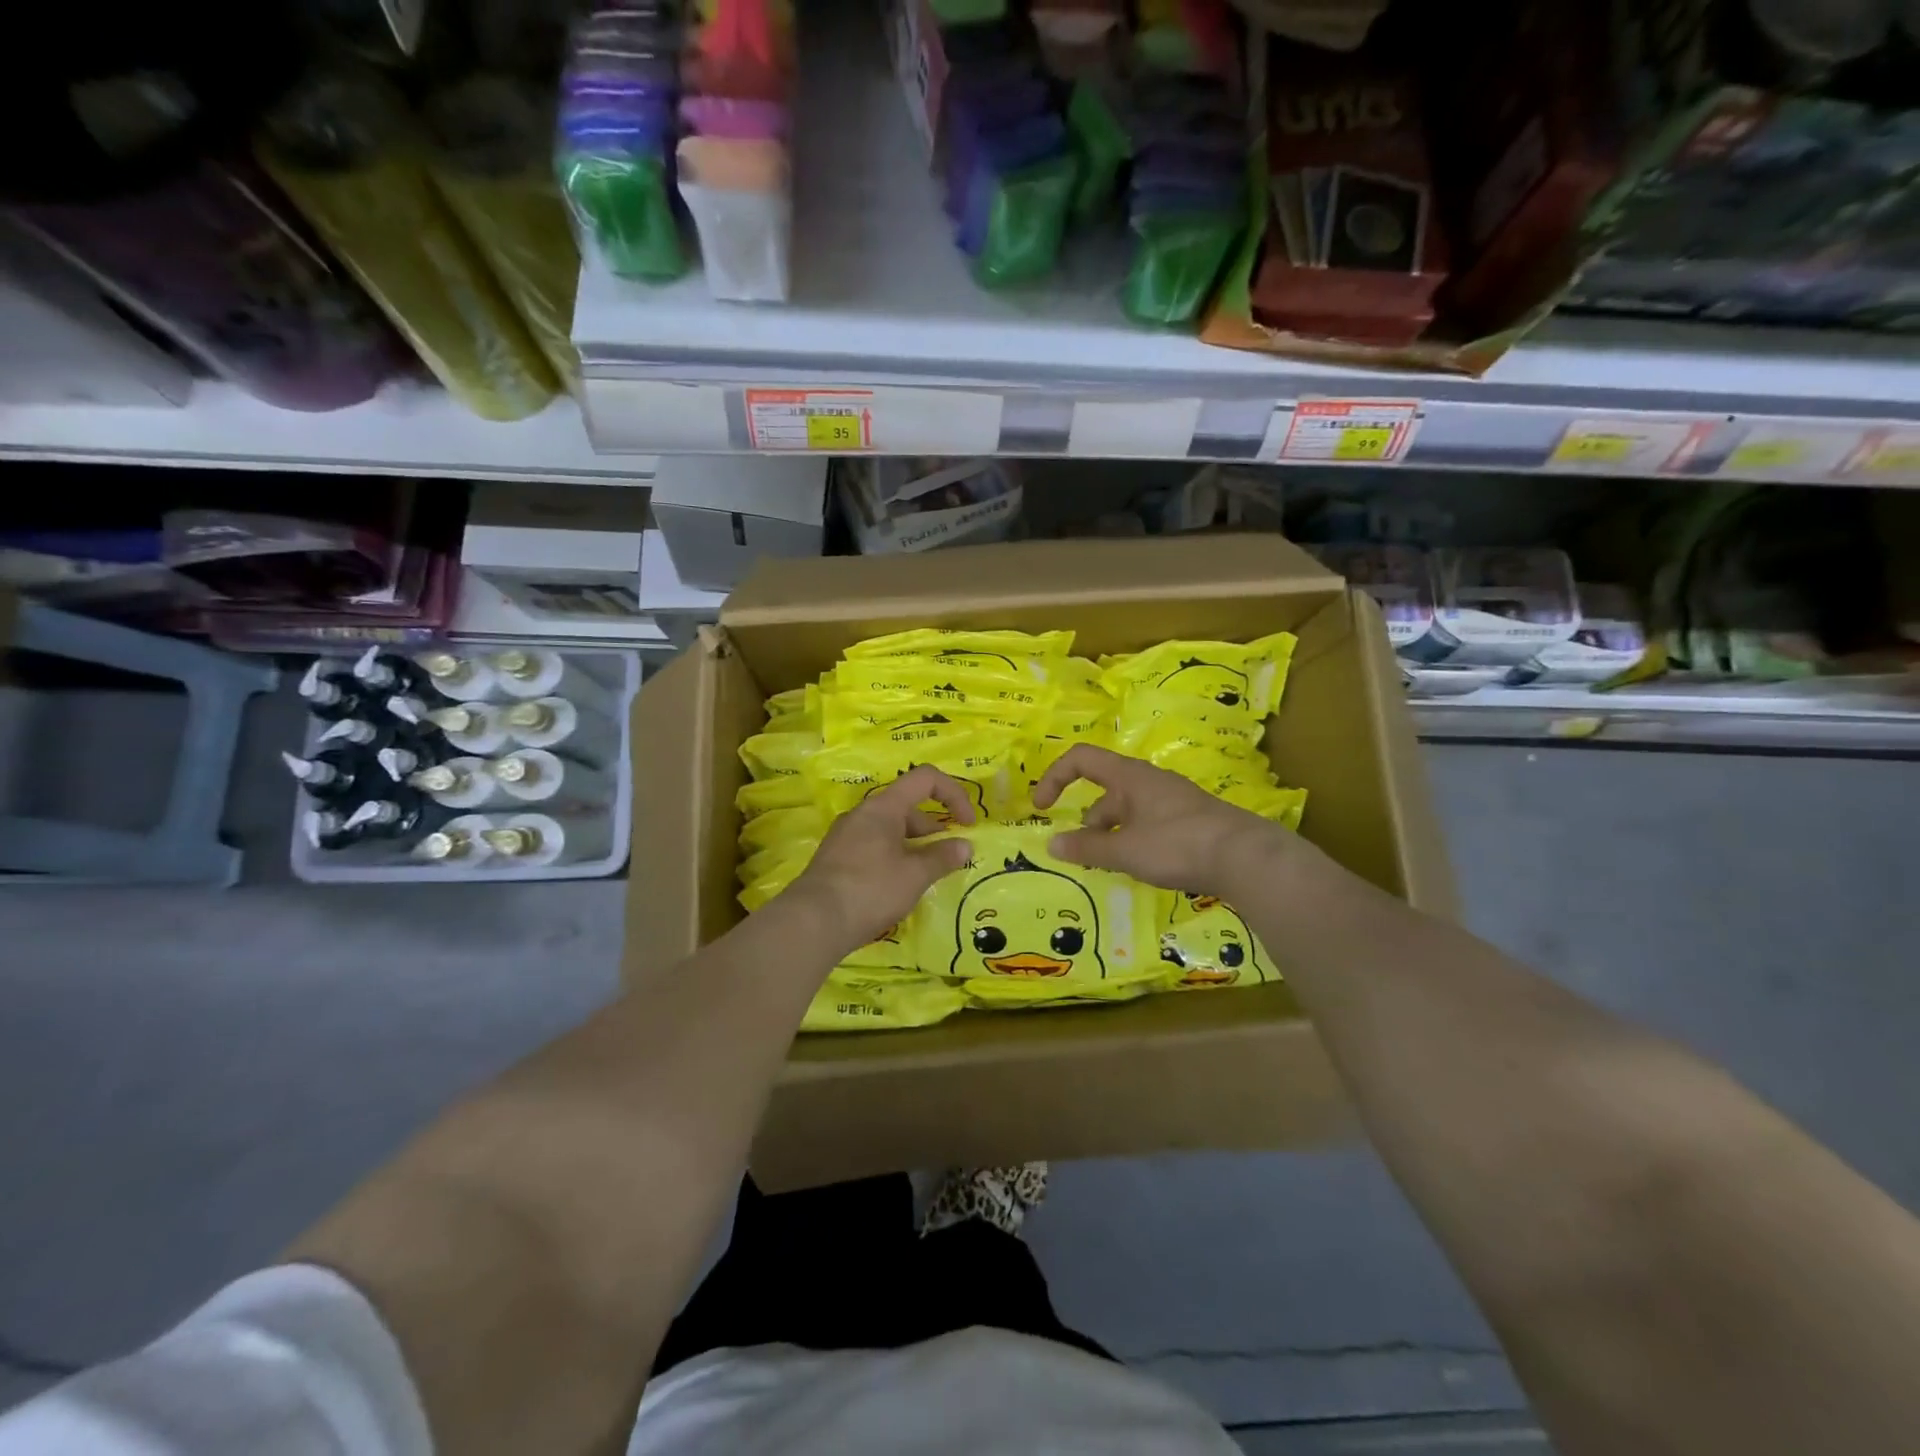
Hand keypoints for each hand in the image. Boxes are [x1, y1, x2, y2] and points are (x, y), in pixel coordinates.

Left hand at [788, 764, 975, 955]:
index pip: (925, 779)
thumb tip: (965, 846)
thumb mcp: (915, 875)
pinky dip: (894, 858)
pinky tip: (899, 887)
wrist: (812, 922)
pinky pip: (874, 847)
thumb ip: (943, 857)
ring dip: (914, 846)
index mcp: (883, 807)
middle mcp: (862, 814)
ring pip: (889, 830)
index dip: (954, 794)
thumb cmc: (870, 890)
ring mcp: (845, 836)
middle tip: (948, 857)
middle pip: (907, 806)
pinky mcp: (835, 859)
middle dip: (934, 828)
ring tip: (927, 876)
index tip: (968, 824)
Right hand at [1032, 744, 1293, 899]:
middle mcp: (1149, 781)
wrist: (1246, 857)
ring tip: (1114, 867)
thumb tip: (1051, 843)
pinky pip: (1149, 824)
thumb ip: (1086, 847)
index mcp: (1129, 776)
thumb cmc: (1177, 845)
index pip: (1080, 759)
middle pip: (1104, 792)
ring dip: (1112, 835)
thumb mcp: (1125, 850)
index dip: (1054, 778)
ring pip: (1128, 812)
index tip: (1040, 807)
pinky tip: (1143, 867)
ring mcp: (1172, 800)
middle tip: (1085, 854)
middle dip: (1088, 822)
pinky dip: (1135, 841)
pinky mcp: (1190, 821)